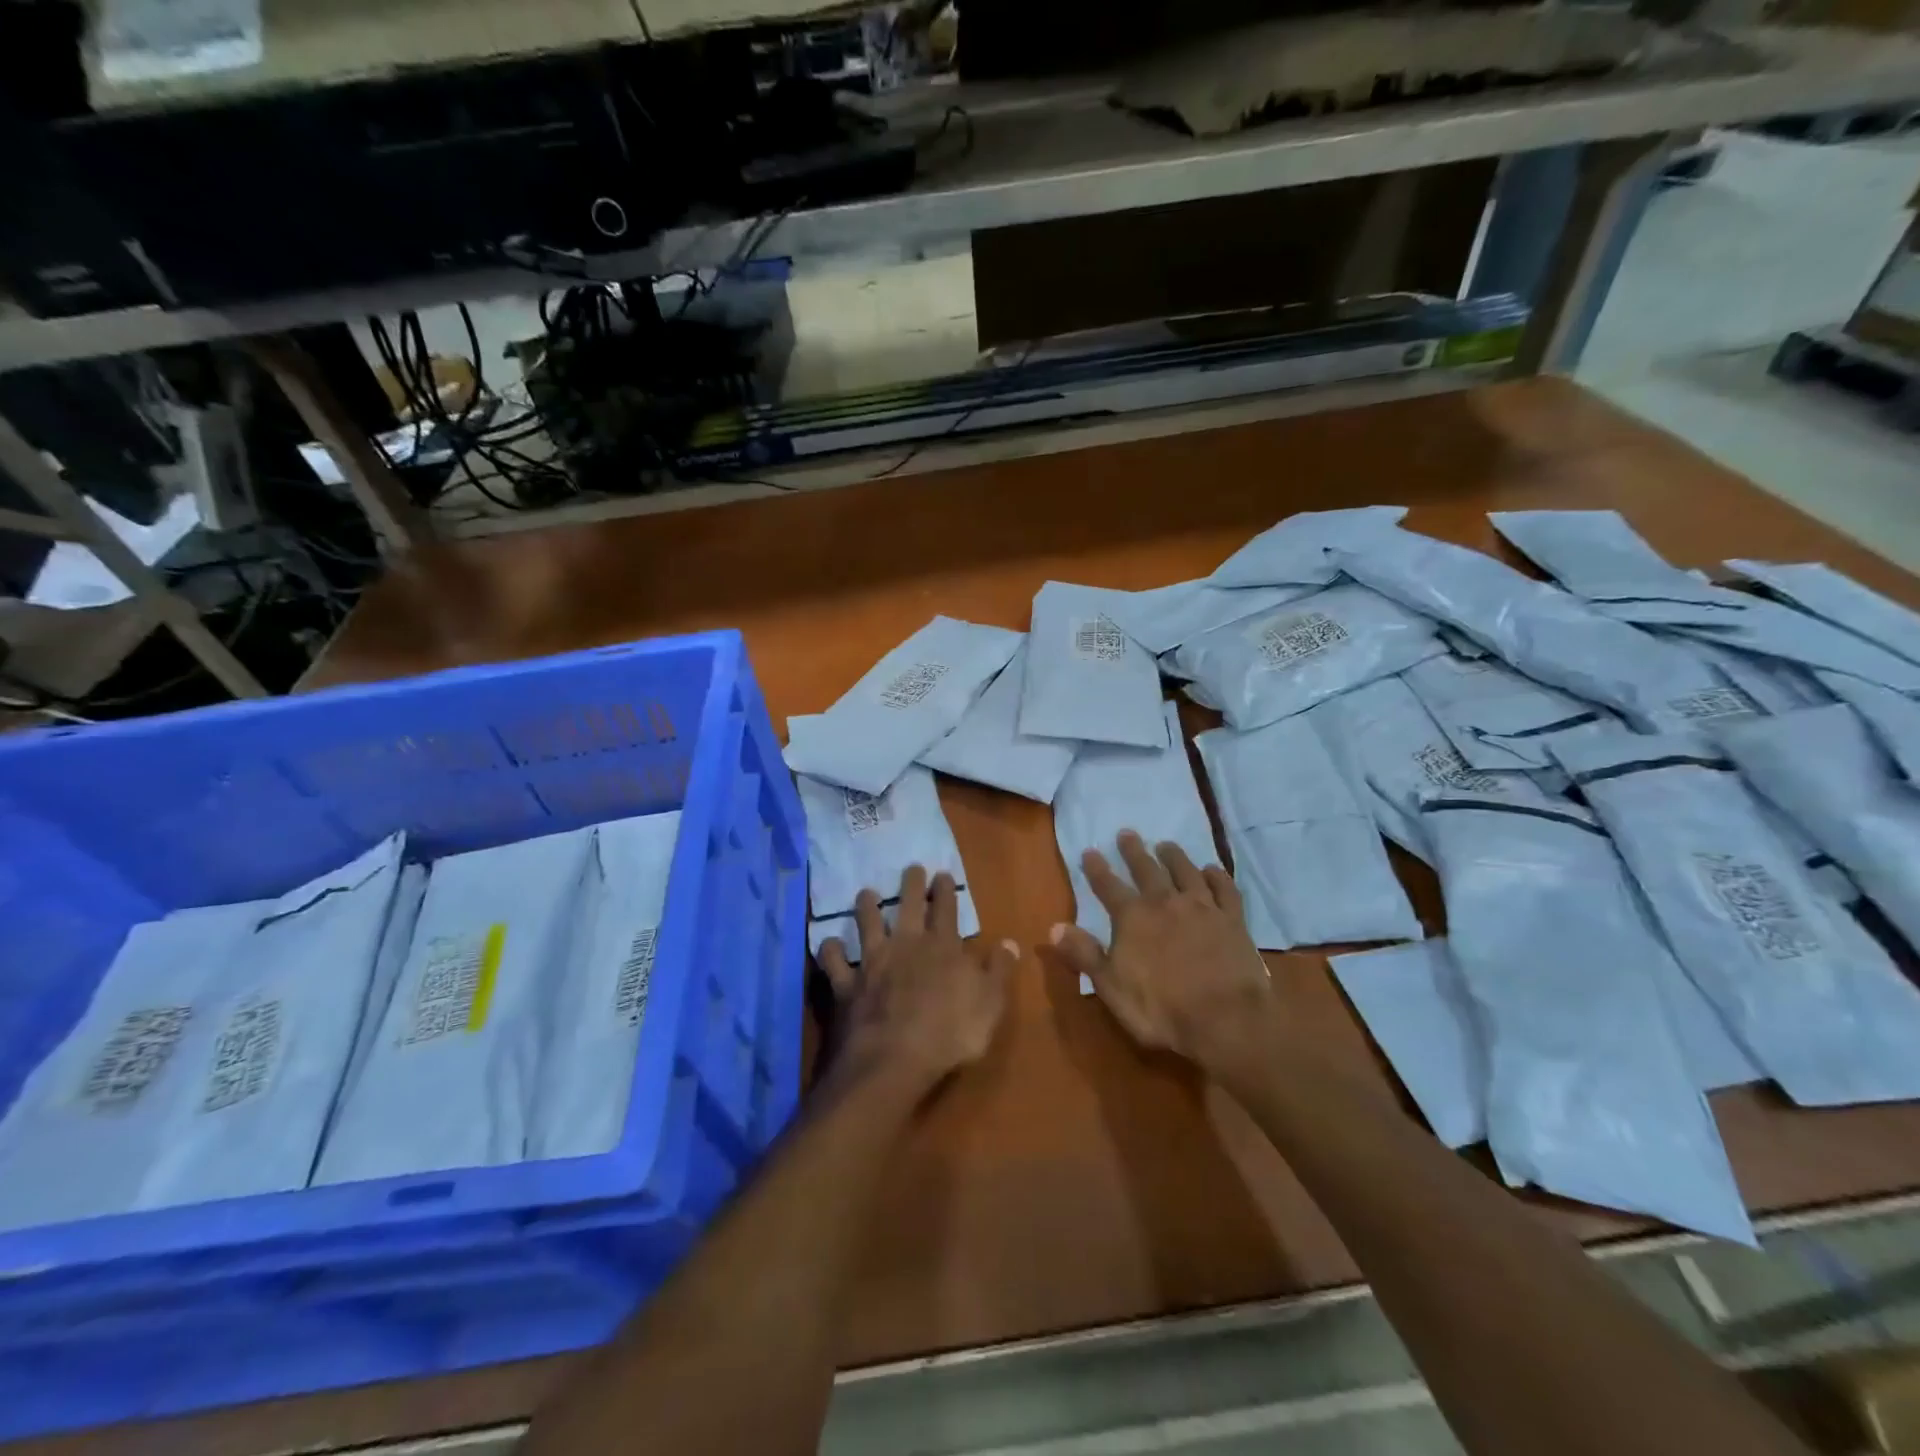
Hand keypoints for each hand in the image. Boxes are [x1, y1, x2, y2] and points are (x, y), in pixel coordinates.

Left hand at [818, 866, 1016, 1094]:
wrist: (894, 1060)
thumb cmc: (950, 1032)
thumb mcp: (989, 1003)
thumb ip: (998, 970)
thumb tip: (1008, 942)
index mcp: (942, 947)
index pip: (946, 909)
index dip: (945, 890)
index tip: (942, 873)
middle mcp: (906, 944)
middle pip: (908, 906)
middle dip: (911, 884)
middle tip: (911, 868)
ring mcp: (872, 962)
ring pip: (867, 924)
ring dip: (867, 907)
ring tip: (866, 893)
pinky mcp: (847, 984)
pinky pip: (835, 962)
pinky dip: (831, 951)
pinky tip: (829, 943)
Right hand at [1050, 831, 1276, 1077]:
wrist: (1225, 1019)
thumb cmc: (1161, 1009)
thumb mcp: (1111, 987)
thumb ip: (1084, 954)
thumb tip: (1054, 927)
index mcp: (1133, 918)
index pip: (1108, 886)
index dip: (1096, 868)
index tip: (1089, 851)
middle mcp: (1165, 903)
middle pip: (1147, 870)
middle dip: (1134, 851)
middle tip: (1127, 833)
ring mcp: (1202, 908)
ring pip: (1185, 871)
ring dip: (1174, 856)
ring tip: (1166, 844)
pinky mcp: (1232, 919)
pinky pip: (1224, 889)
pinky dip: (1217, 876)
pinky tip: (1212, 869)